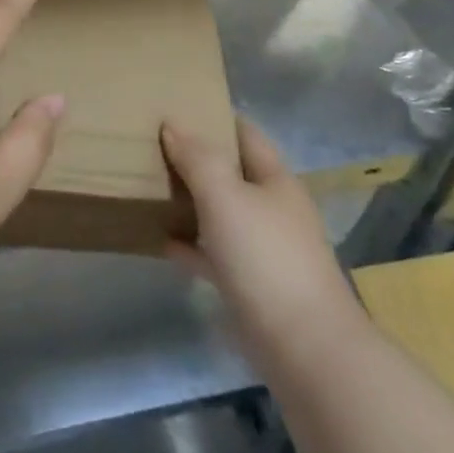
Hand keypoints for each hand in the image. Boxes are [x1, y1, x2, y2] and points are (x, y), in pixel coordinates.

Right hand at [161, 119, 364, 362]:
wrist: (304, 346)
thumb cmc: (265, 258)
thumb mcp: (226, 196)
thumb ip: (198, 158)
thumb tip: (173, 124)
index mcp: (276, 181)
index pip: (245, 135)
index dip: (215, 117)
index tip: (177, 105)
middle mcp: (273, 209)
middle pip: (232, 172)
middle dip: (197, 158)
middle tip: (152, 143)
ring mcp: (264, 249)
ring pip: (221, 212)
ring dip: (191, 200)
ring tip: (150, 184)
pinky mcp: (251, 285)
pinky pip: (214, 253)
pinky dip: (190, 244)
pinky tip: (161, 239)